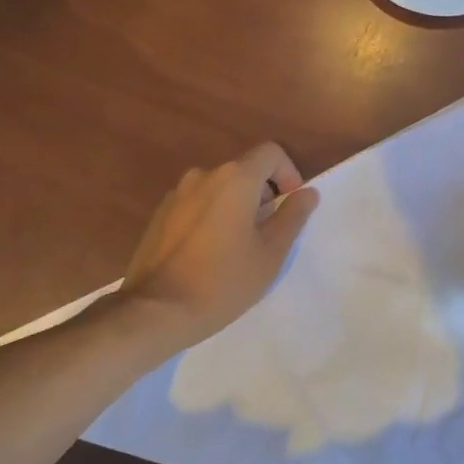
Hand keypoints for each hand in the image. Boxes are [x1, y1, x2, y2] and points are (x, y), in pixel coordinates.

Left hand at [122, 143, 319, 345]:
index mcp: (234, 178)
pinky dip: (211, 218)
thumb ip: (292, 217)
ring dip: (236, 208)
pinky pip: (197, 205)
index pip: (271, 153)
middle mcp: (203, 175)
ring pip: (219, 189)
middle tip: (267, 236)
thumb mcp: (270, 253)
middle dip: (262, 195)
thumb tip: (308, 193)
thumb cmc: (223, 282)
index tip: (290, 207)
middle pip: (244, 170)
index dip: (289, 174)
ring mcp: (176, 194)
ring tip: (237, 249)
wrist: (155, 311)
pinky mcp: (160, 214)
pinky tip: (209, 255)